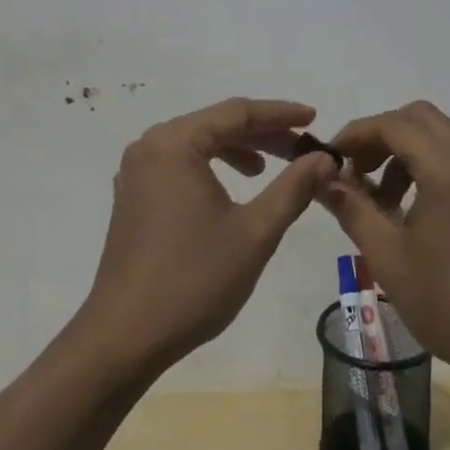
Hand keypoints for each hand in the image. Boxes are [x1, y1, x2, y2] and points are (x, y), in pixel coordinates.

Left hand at [78, 97, 336, 380]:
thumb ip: (293, 188)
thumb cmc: (193, 280)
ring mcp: (136, 171)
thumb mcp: (255, 232)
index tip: (314, 119)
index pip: (237, 112)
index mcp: (175, 143)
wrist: (125, 337)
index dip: (280, 114)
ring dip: (237, 150)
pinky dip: (211, 167)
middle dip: (261, 134)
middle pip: (215, 124)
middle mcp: (150, 146)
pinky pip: (179, 164)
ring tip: (269, 169)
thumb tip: (325, 159)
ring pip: (197, 144)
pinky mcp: (133, 196)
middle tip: (301, 149)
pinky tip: (231, 189)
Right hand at [320, 101, 449, 396]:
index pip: (393, 124)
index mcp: (448, 168)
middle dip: (380, 136)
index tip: (330, 159)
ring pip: (438, 137)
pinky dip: (425, 167)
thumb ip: (352, 209)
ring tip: (378, 200)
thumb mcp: (388, 257)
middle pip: (418, 118)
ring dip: (402, 152)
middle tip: (355, 172)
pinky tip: (408, 212)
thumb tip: (322, 180)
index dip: (356, 134)